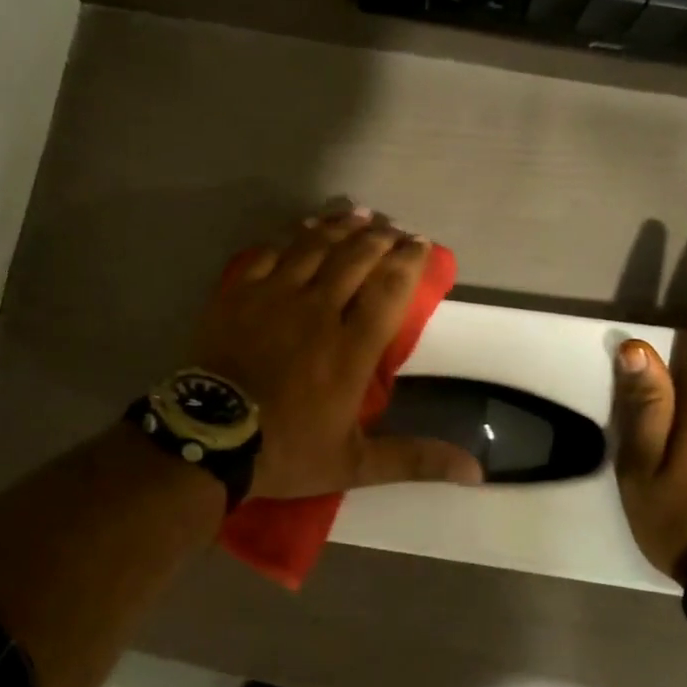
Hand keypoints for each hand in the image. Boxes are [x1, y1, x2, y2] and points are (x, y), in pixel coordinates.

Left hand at [191, 207, 483, 499]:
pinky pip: (271, 253)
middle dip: (380, 238)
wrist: (209, 439)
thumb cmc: (286, 451)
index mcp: (351, 349)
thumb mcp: (355, 464)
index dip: (409, 261)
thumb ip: (414, 459)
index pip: (389, 290)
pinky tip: (304, 230)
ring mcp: (275, 297)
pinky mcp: (239, 294)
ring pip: (315, 247)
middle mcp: (318, 311)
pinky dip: (293, 237)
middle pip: (355, 258)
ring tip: (360, 214)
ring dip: (341, 227)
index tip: (421, 244)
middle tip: (393, 229)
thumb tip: (477, 471)